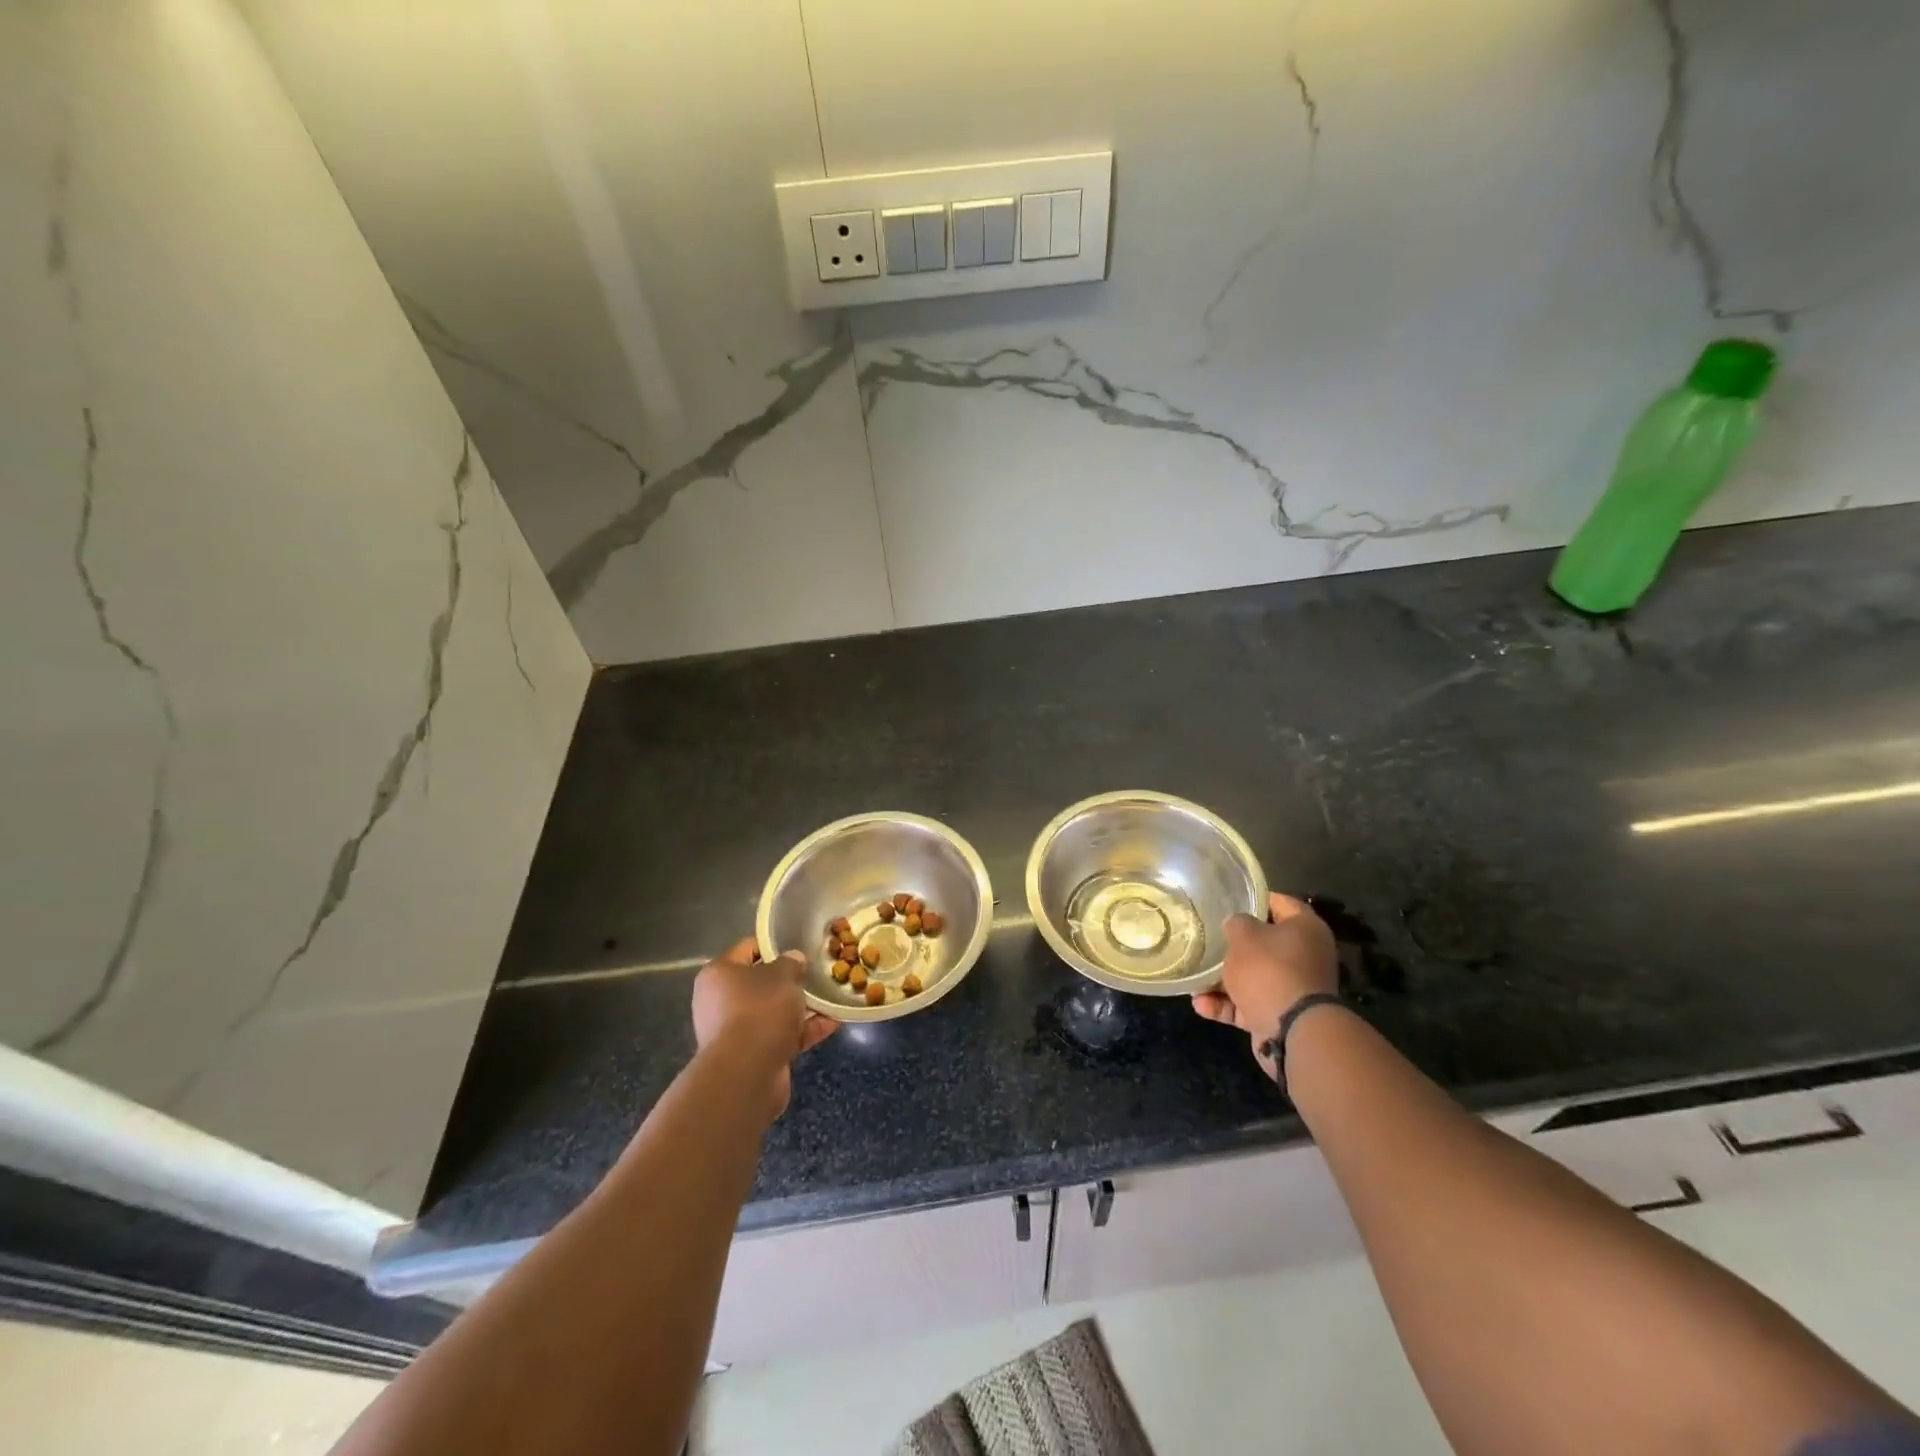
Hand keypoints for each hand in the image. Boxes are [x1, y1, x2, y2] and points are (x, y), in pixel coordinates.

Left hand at [691, 938, 837, 1116]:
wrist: (747, 1073)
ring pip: (773, 1011)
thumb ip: (791, 963)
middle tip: (817, 972)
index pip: (747, 949)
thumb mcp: (783, 974)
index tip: (799, 945)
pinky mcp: (752, 1055)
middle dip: (790, 980)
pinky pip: (781, 1035)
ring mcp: (736, 1031)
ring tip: (831, 997)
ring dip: (801, 1007)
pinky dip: (804, 1030)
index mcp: (719, 974)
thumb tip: (794, 960)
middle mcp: (721, 1001)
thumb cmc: (760, 1010)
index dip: (773, 945)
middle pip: (760, 983)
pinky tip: (833, 1023)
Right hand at [1193, 893, 1337, 1081]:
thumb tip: (1236, 924)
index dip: (1254, 898)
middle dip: (1234, 945)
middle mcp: (1305, 956)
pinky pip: (1249, 1004)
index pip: (1280, 903)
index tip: (1228, 899)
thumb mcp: (1244, 935)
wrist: (1291, 1031)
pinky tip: (1200, 1004)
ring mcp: (1293, 988)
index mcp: (1305, 929)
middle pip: (1265, 943)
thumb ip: (1236, 923)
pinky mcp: (1280, 1015)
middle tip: (1207, 939)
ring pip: (1253, 977)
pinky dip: (1227, 1005)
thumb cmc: (1269, 970)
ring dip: (1223, 980)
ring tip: (1194, 979)